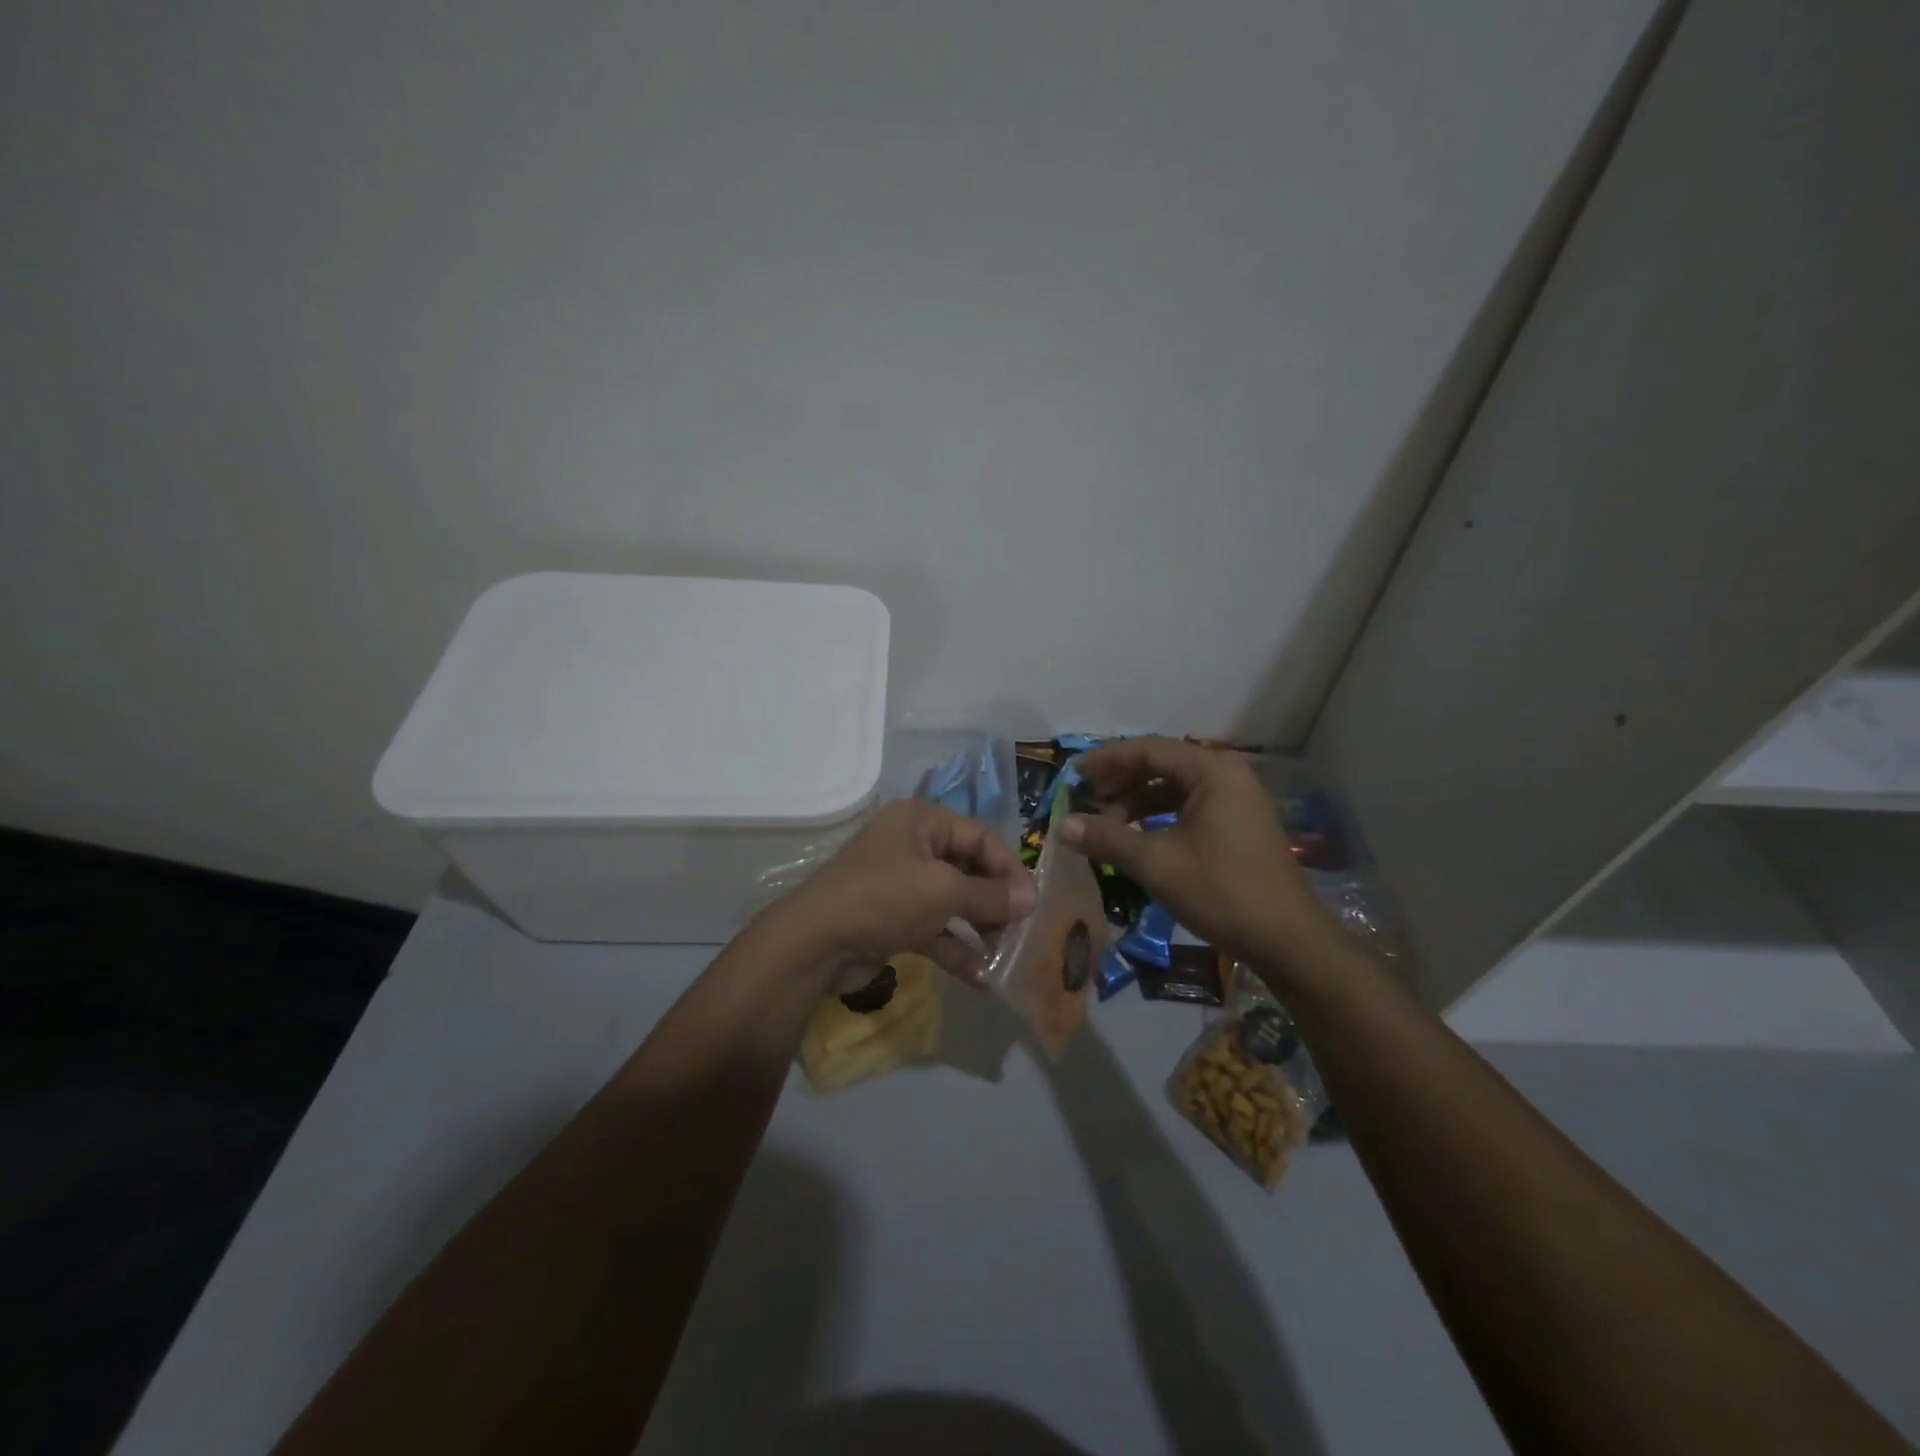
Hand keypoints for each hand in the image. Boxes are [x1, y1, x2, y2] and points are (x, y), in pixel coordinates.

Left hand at [778, 800, 1035, 991]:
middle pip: (968, 869)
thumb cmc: (883, 899)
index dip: (1008, 868)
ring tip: (1005, 956)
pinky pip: (934, 928)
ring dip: (979, 928)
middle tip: (1021, 931)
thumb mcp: (942, 892)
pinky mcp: (893, 919)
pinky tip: (981, 977)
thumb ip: (989, 895)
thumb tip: (1030, 899)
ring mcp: (901, 884)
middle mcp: (912, 846)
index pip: (980, 837)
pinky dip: (956, 948)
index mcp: (921, 821)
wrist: (814, 943)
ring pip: (953, 902)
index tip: (1032, 903)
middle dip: (994, 902)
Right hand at [1058, 738, 1327, 964]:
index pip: (1148, 750)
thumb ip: (1108, 839)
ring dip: (1138, 800)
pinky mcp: (1239, 824)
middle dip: (1121, 780)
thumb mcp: (1157, 864)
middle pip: (1162, 764)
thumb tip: (1062, 825)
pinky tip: (1137, 835)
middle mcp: (1227, 775)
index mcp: (1211, 771)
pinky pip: (1190, 805)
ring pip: (1175, 786)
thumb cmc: (1221, 892)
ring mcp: (1237, 799)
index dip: (1107, 760)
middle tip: (1086, 799)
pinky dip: (1160, 815)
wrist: (1288, 940)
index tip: (1074, 774)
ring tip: (1107, 821)